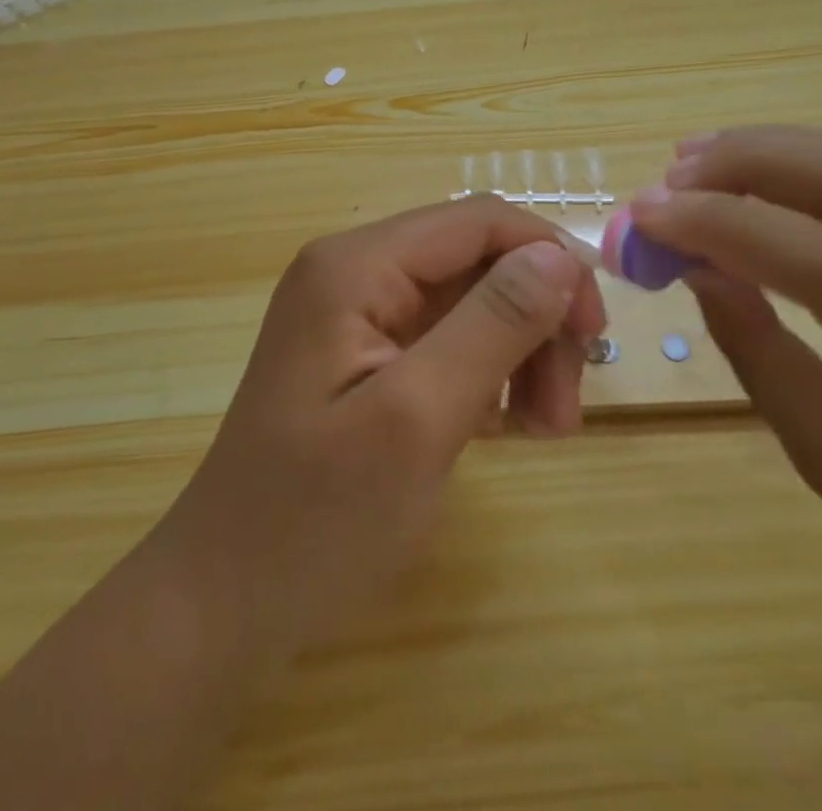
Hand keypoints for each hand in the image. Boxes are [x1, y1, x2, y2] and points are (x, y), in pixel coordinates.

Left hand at [152, 195, 606, 658]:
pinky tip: (498, 427)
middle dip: (535, 321)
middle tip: (563, 410)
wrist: (226, 600)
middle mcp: (355, 270)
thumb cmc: (316, 518)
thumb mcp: (418, 418)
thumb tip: (559, 254)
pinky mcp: (364, 352)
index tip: (595, 334)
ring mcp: (356, 312)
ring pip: (470, 300)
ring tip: (542, 430)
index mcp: (356, 265)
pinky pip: (446, 338)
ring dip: (519, 352)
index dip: (549, 260)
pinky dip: (487, 373)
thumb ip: (493, 324)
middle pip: (477, 261)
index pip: (478, 221)